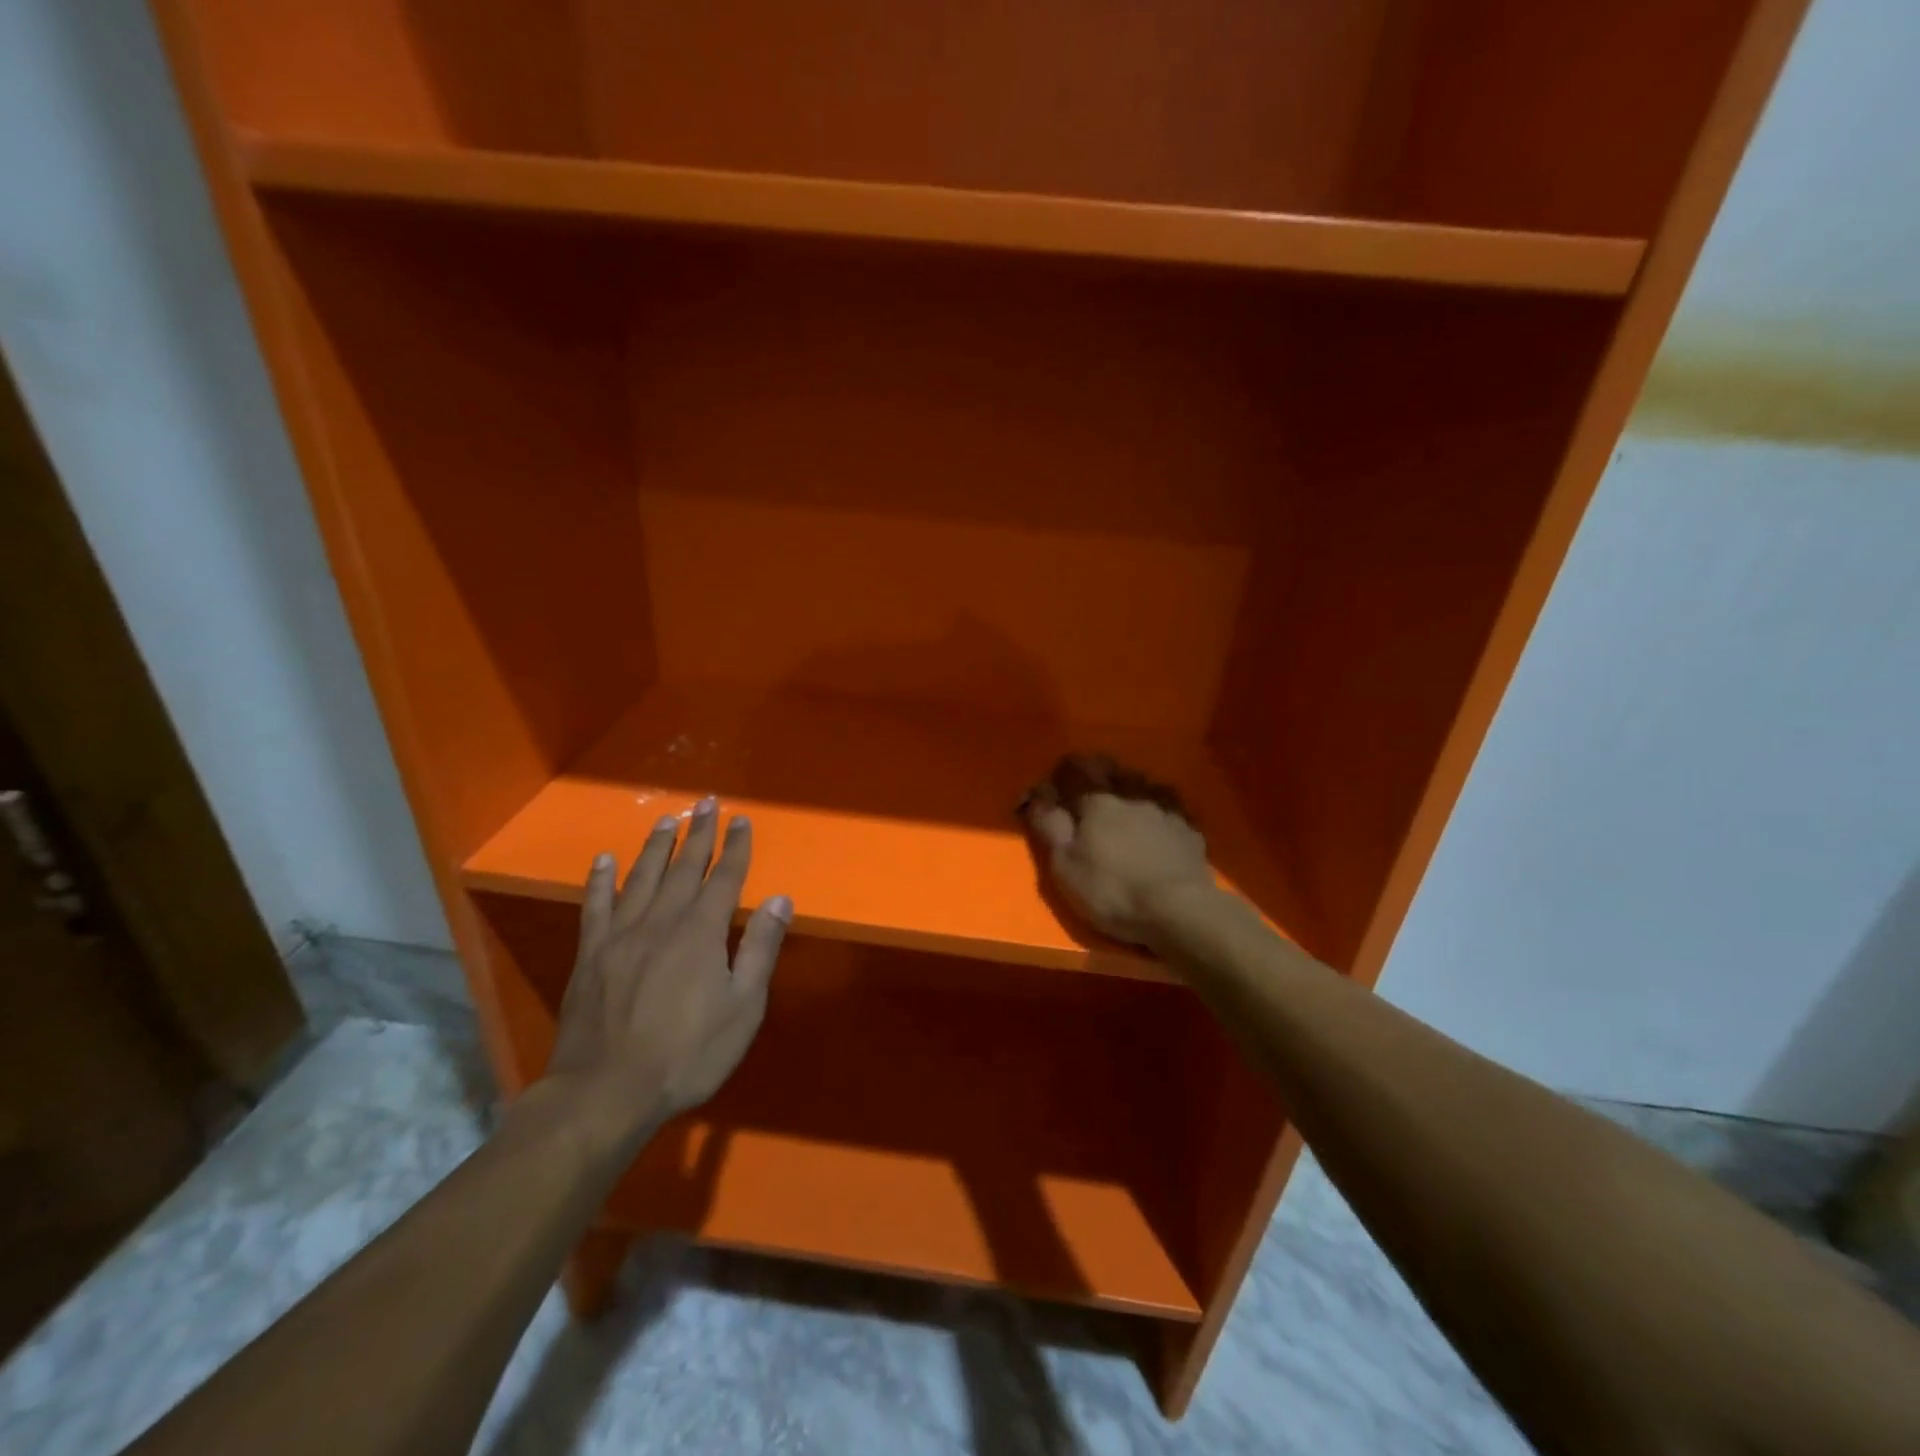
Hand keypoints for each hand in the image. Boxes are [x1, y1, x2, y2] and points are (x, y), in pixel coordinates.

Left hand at [543, 797, 791, 1142]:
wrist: (606, 1092)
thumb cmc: (687, 1053)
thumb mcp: (742, 1007)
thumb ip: (760, 948)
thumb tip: (780, 899)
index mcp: (702, 932)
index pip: (725, 877)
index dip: (736, 847)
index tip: (742, 819)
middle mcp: (662, 920)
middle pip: (684, 867)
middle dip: (700, 834)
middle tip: (707, 804)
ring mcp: (621, 935)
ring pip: (641, 877)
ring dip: (656, 846)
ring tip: (667, 820)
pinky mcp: (590, 954)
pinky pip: (595, 906)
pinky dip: (600, 880)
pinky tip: (603, 861)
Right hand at [1022, 754, 1214, 945]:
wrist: (1179, 910)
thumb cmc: (1112, 890)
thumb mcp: (1065, 866)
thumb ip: (1049, 826)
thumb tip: (1036, 795)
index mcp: (1097, 800)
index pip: (1073, 770)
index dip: (1059, 777)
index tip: (1051, 792)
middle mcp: (1132, 794)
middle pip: (1111, 770)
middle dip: (1096, 775)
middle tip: (1088, 796)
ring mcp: (1165, 809)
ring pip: (1143, 784)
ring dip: (1130, 789)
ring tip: (1125, 808)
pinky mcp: (1190, 829)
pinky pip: (1169, 808)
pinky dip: (1158, 812)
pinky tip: (1158, 827)